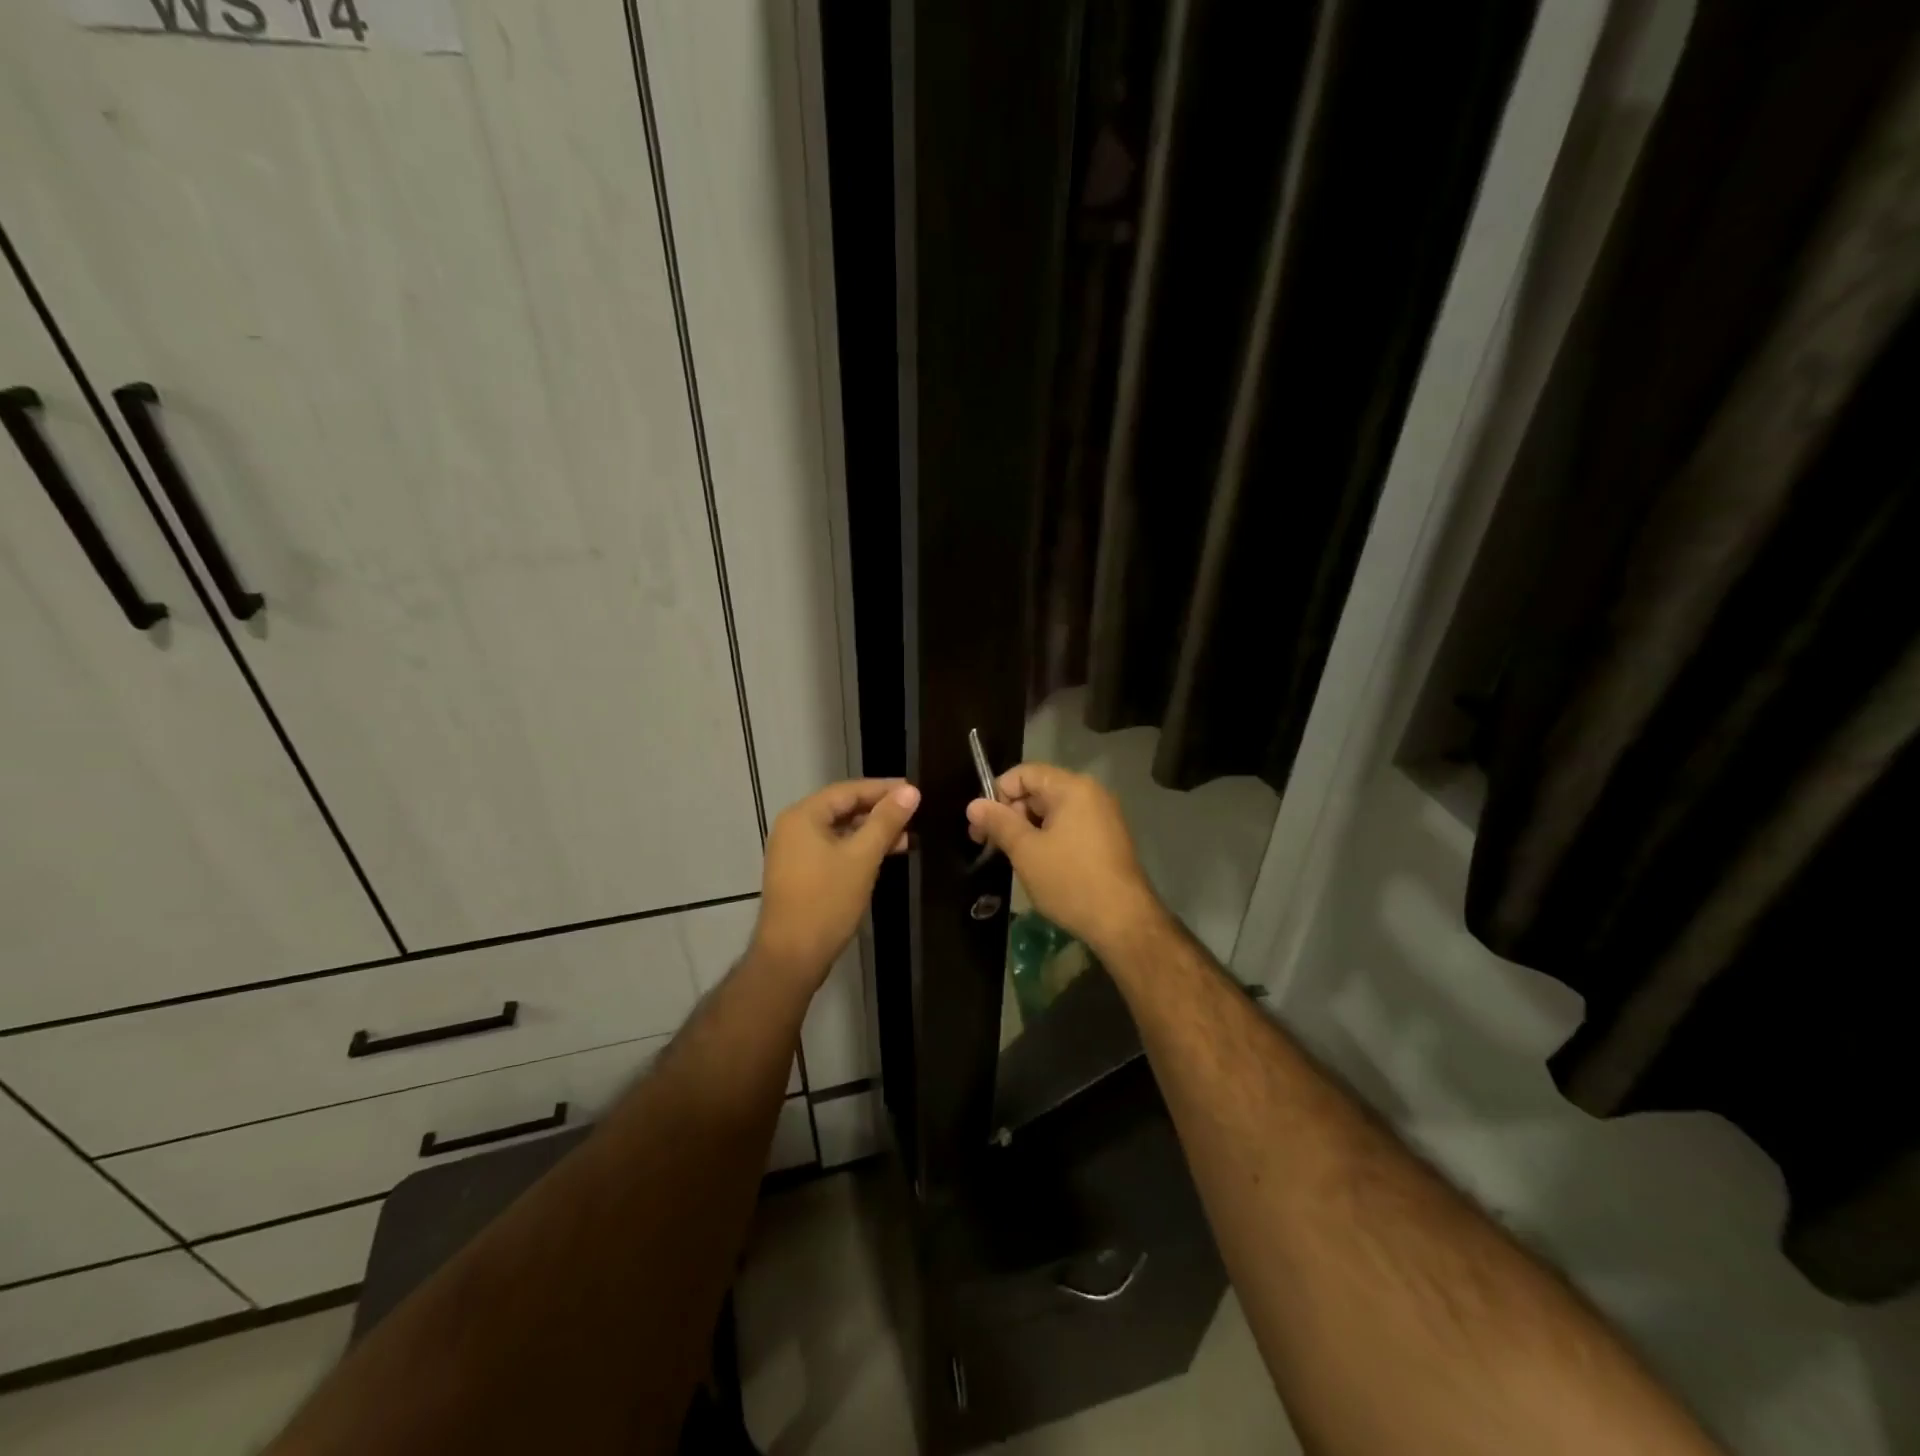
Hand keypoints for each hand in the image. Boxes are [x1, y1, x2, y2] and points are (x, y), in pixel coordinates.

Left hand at [752, 778, 919, 984]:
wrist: (792, 956)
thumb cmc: (826, 901)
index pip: (849, 790)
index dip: (883, 788)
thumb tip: (911, 791)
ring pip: (840, 831)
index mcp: (803, 816)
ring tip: (907, 838)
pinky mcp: (800, 874)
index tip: (914, 790)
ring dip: (871, 832)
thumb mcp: (862, 857)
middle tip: (914, 813)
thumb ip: (886, 821)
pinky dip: (858, 849)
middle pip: (843, 808)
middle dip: (879, 811)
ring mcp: (794, 852)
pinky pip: (833, 850)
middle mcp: (794, 828)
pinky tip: (883, 857)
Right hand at [966, 763, 1162, 956]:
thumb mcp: (1026, 851)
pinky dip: (1049, 838)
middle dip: (1011, 813)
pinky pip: (1070, 826)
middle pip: (1039, 790)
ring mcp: (1103, 816)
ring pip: (1053, 811)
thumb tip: (973, 804)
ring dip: (1028, 828)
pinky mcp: (1108, 838)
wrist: (1124, 921)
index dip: (997, 795)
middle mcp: (1091, 793)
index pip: (1024, 773)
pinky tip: (1040, 864)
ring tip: (1014, 858)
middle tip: (991, 845)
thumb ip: (999, 823)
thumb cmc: (1070, 881)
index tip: (981, 827)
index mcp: (1072, 787)